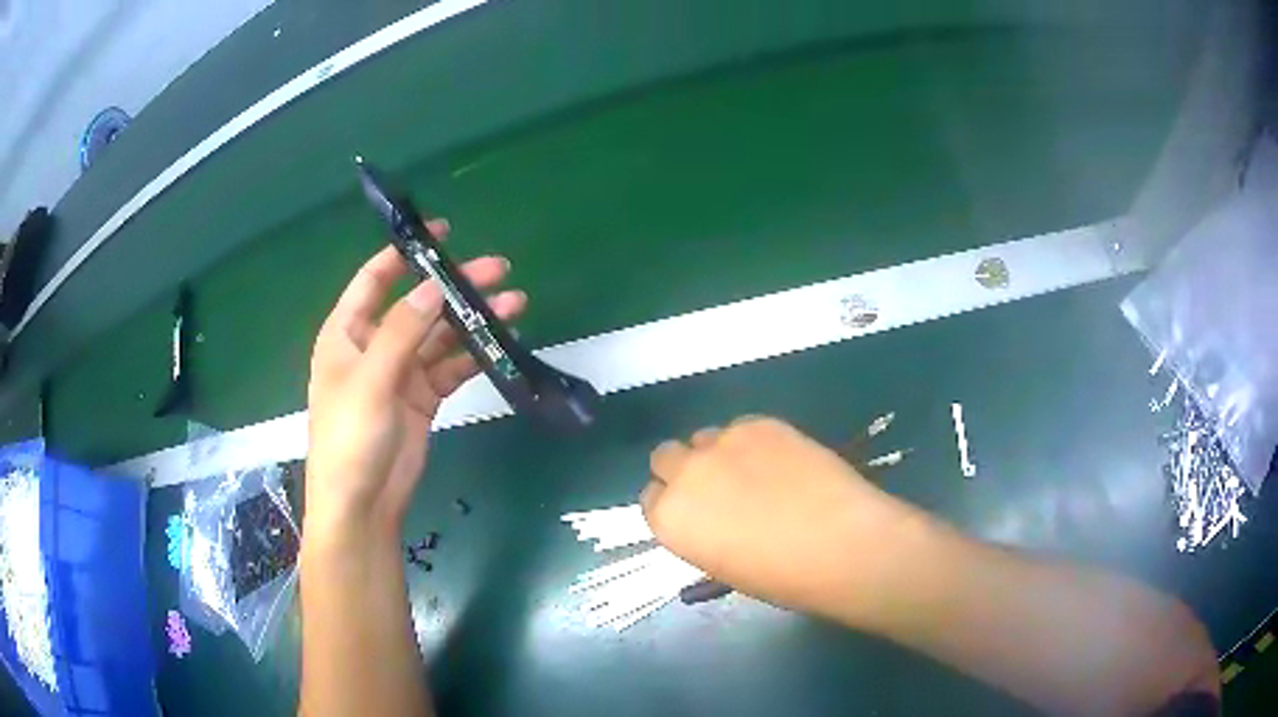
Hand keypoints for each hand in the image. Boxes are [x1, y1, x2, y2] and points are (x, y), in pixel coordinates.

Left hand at [306, 220, 525, 533]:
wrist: (362, 503)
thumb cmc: (350, 437)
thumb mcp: (371, 379)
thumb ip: (402, 332)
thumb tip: (434, 287)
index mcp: (347, 332)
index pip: (375, 279)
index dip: (405, 254)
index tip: (442, 233)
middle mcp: (374, 345)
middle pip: (419, 304)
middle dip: (455, 286)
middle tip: (498, 270)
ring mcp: (401, 372)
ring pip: (441, 335)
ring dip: (473, 320)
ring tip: (514, 303)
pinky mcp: (423, 397)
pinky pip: (451, 367)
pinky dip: (474, 354)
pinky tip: (502, 341)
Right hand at [642, 416, 915, 613]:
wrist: (839, 544)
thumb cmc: (781, 576)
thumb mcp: (723, 567)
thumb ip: (702, 534)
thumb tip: (712, 518)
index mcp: (669, 519)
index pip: (649, 498)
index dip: (674, 504)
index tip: (695, 512)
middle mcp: (685, 474)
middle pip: (666, 457)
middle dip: (685, 470)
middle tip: (719, 487)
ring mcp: (722, 443)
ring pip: (704, 437)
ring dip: (718, 453)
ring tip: (756, 472)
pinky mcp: (759, 423)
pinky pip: (742, 426)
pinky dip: (753, 441)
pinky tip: (782, 461)